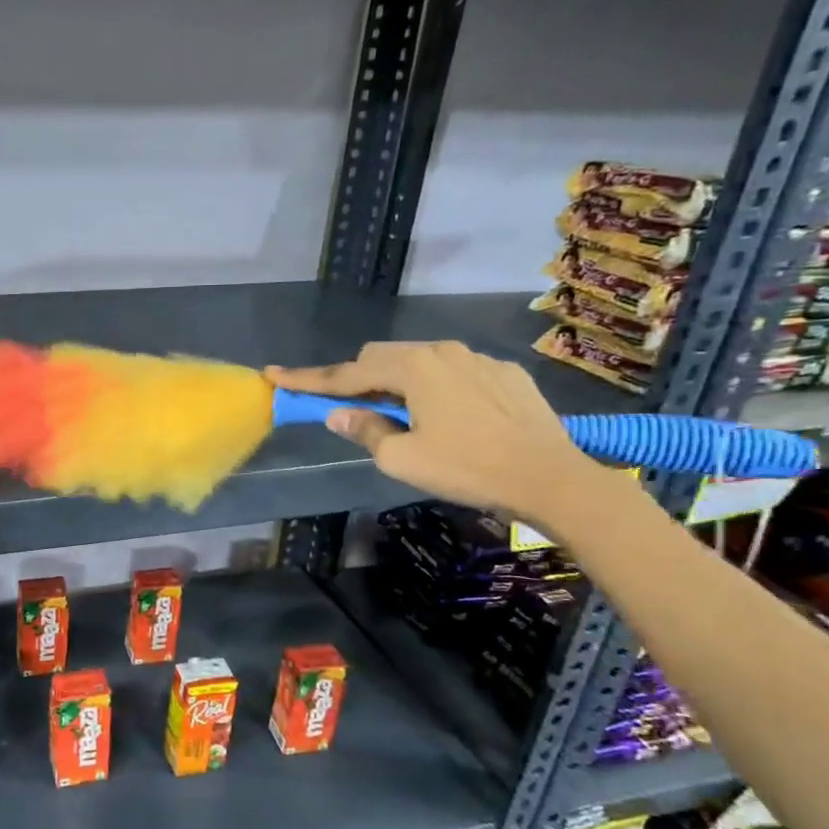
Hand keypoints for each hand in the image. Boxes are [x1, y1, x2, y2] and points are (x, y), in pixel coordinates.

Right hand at [267, 341, 606, 527]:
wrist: (553, 478)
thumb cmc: (468, 469)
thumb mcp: (403, 459)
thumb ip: (365, 430)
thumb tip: (340, 415)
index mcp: (413, 368)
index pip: (346, 373)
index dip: (308, 380)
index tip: (274, 376)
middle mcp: (443, 350)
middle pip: (382, 357)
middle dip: (359, 379)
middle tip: (352, 410)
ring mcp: (478, 358)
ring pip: (420, 361)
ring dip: (399, 383)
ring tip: (406, 419)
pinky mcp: (506, 373)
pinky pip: (455, 372)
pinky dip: (437, 388)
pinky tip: (452, 419)